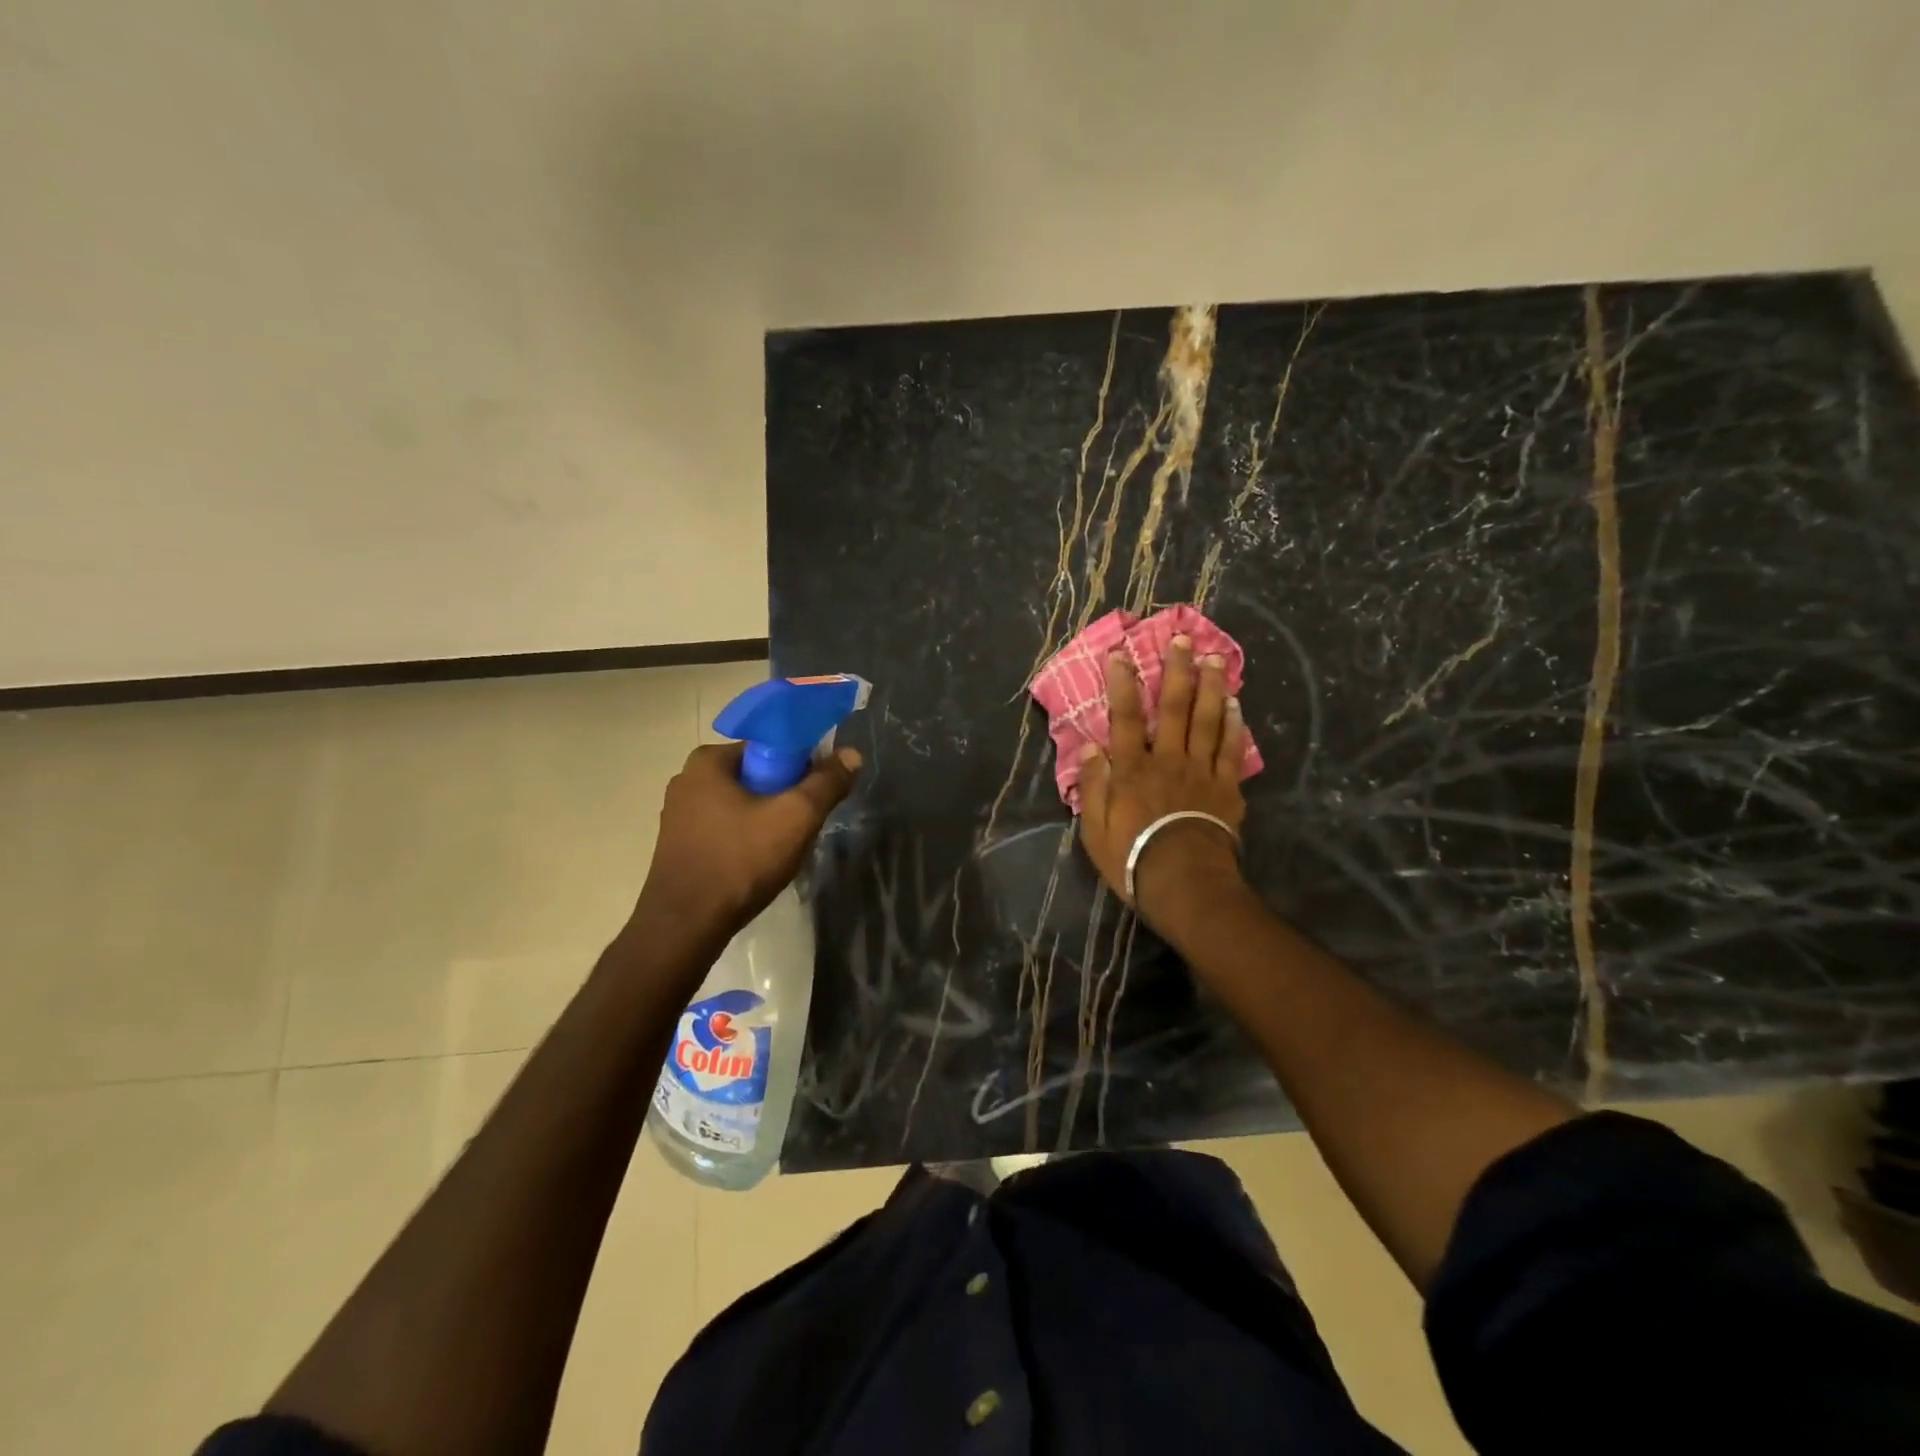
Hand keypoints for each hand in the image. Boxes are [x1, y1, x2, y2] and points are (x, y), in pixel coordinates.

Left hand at [632, 742, 860, 943]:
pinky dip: (747, 839)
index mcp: (708, 761)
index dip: (801, 764)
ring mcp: (679, 815)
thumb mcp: (795, 818)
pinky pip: (726, 828)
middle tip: (804, 825)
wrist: (685, 928)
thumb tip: (851, 754)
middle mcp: (687, 779)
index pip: (769, 745)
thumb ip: (827, 783)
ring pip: (742, 804)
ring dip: (768, 820)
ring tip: (784, 849)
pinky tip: (758, 864)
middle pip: (756, 775)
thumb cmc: (740, 862)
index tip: (817, 793)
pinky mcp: (679, 845)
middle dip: (785, 796)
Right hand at [1077, 635, 1248, 925]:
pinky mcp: (1226, 788)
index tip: (1120, 654)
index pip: (1124, 717)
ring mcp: (1201, 771)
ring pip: (1207, 720)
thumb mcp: (1094, 830)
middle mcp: (1167, 760)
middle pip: (1173, 708)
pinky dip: (1233, 724)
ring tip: (1215, 658)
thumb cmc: (1132, 859)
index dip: (1122, 684)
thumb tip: (1089, 746)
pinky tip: (1235, 703)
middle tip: (1183, 638)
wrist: (1185, 885)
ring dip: (1210, 686)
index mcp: (1131, 769)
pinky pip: (1231, 749)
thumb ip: (1093, 785)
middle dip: (1176, 671)